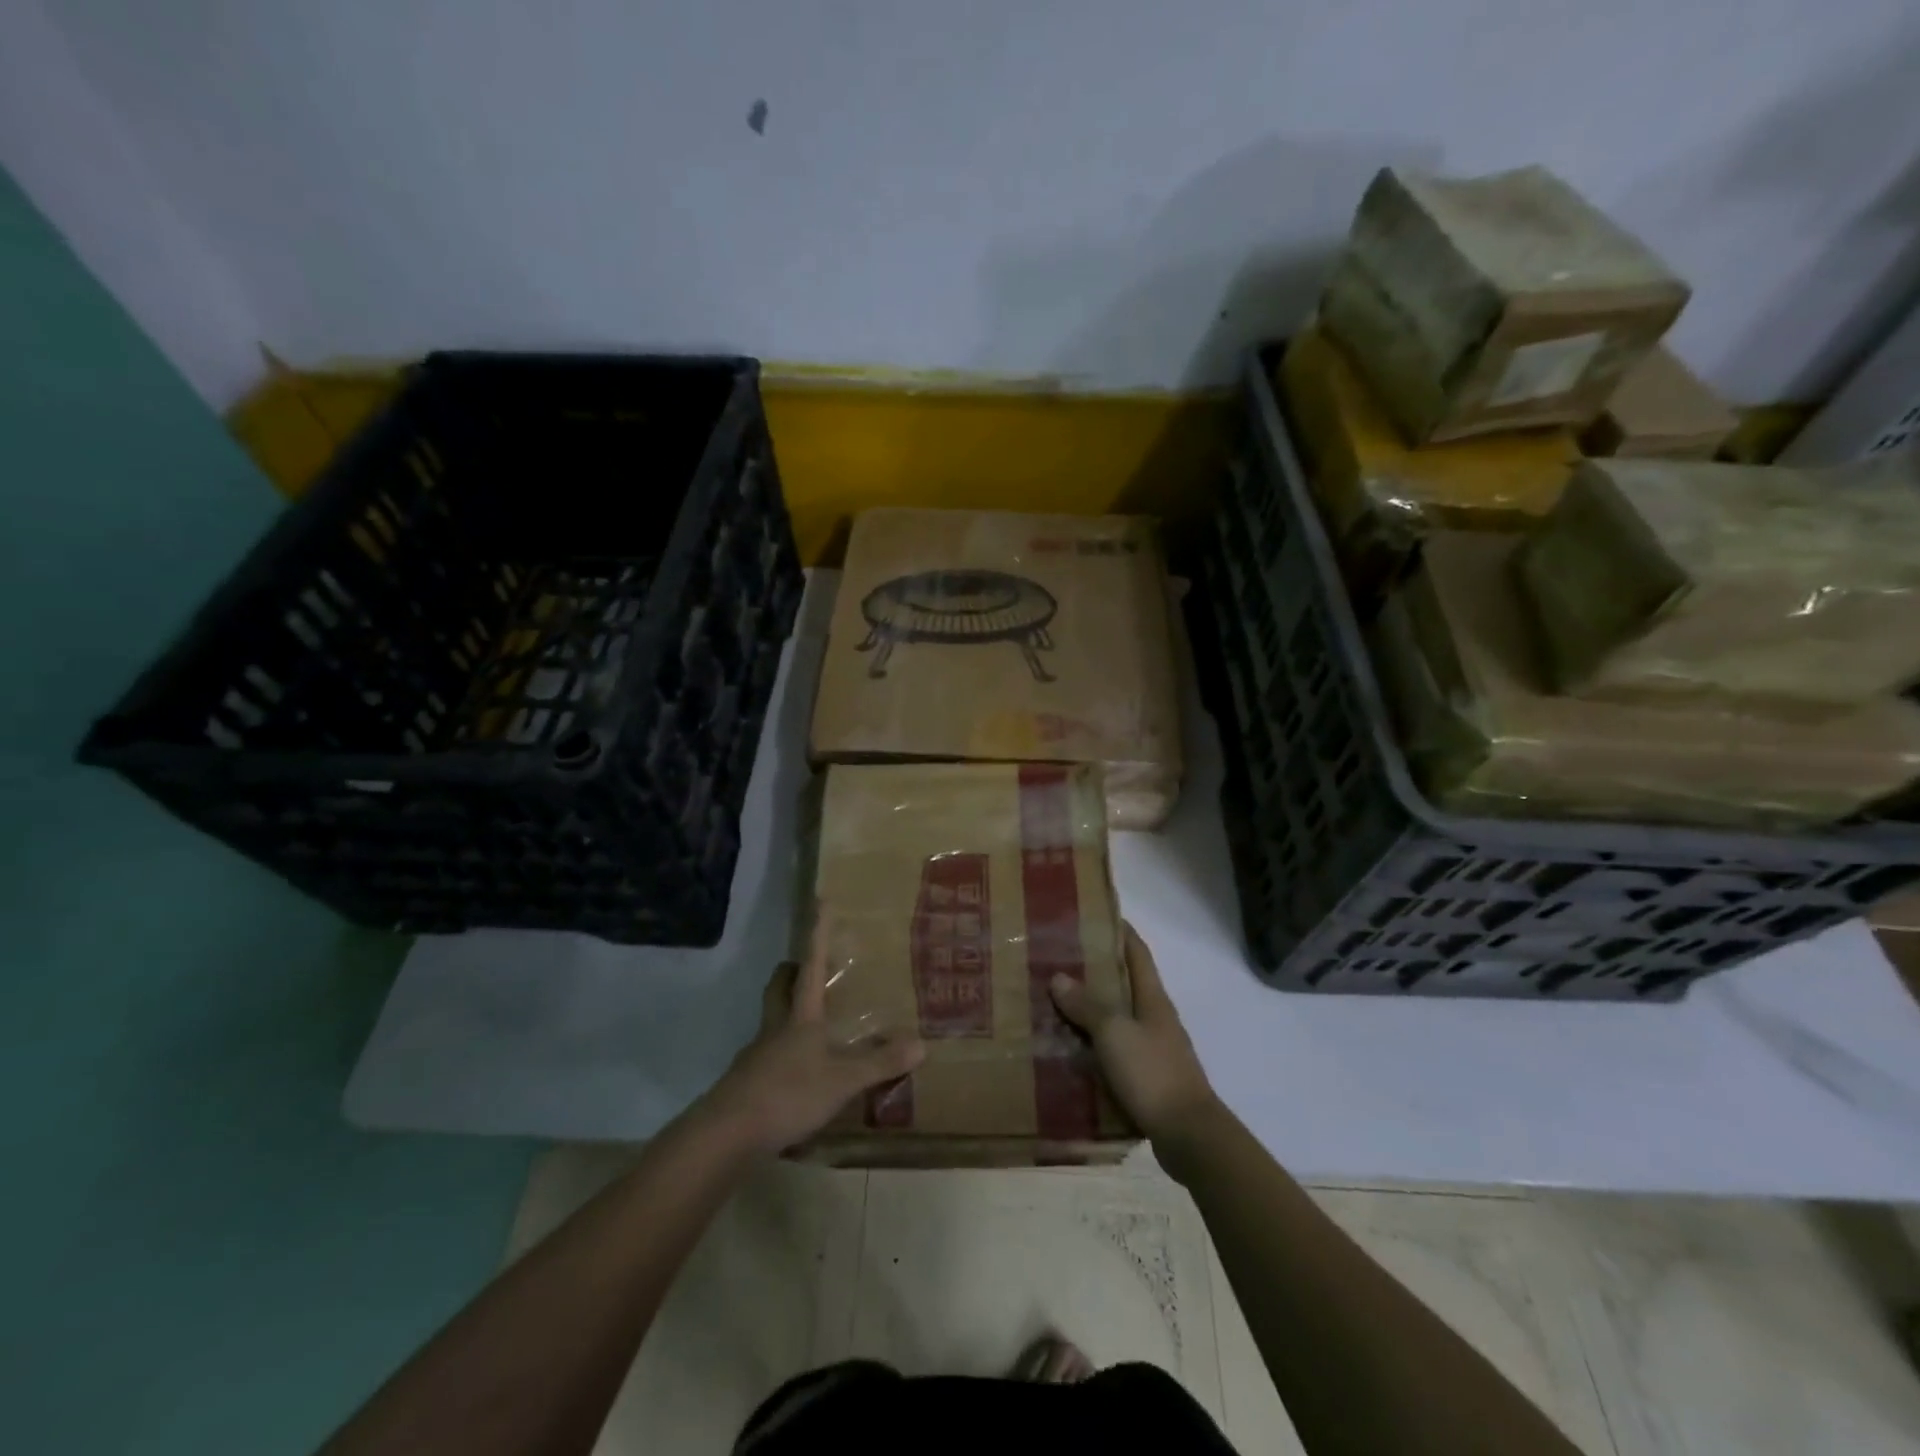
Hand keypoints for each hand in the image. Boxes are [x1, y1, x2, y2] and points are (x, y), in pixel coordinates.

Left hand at [699, 923, 925, 1155]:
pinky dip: (784, 1054)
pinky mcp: (747, 1084)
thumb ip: (879, 1063)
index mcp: (800, 1017)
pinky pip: (768, 1056)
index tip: (820, 902)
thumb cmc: (788, 1093)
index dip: (817, 934)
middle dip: (791, 973)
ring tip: (813, 1024)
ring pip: (771, 1020)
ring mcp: (757, 1056)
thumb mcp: (842, 1081)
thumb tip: (922, 1044)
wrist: (727, 1135)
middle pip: (778, 987)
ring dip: (787, 1013)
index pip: (810, 965)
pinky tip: (800, 1074)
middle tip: (807, 969)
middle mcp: (775, 1027)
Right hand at [1050, 922, 1218, 1142]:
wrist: (1188, 1136)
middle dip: (1096, 969)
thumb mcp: (1115, 1033)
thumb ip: (1088, 1005)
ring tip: (1054, 1001)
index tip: (1094, 914)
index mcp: (1153, 999)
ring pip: (1118, 1018)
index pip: (1137, 952)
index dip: (1119, 931)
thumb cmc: (1153, 1073)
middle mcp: (1155, 1018)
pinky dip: (1093, 1044)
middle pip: (1125, 983)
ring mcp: (1153, 1048)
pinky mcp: (1147, 1078)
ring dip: (1091, 1008)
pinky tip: (1069, 1048)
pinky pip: (1115, 1050)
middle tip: (1058, 958)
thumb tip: (1059, 977)